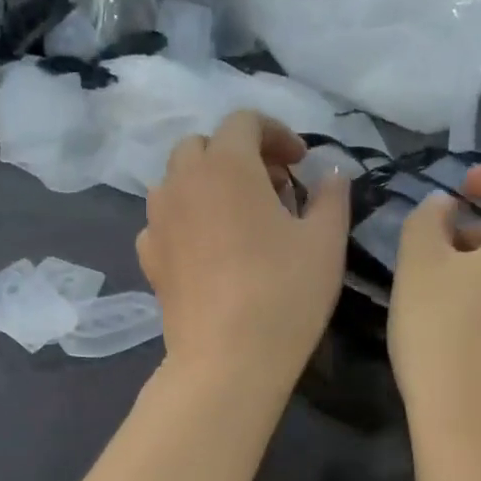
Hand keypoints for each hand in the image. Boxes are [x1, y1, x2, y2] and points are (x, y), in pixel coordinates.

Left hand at [138, 111, 349, 394]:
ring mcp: (158, 220)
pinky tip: (208, 248)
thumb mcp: (325, 241)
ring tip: (238, 216)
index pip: (244, 122)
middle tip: (272, 187)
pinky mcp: (149, 257)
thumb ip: (331, 196)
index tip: (300, 163)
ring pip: (177, 180)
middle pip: (203, 145)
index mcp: (226, 166)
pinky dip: (186, 219)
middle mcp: (182, 182)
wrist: (227, 359)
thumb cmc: (284, 293)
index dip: (276, 133)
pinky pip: (164, 221)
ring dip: (207, 184)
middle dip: (238, 155)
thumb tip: (332, 173)